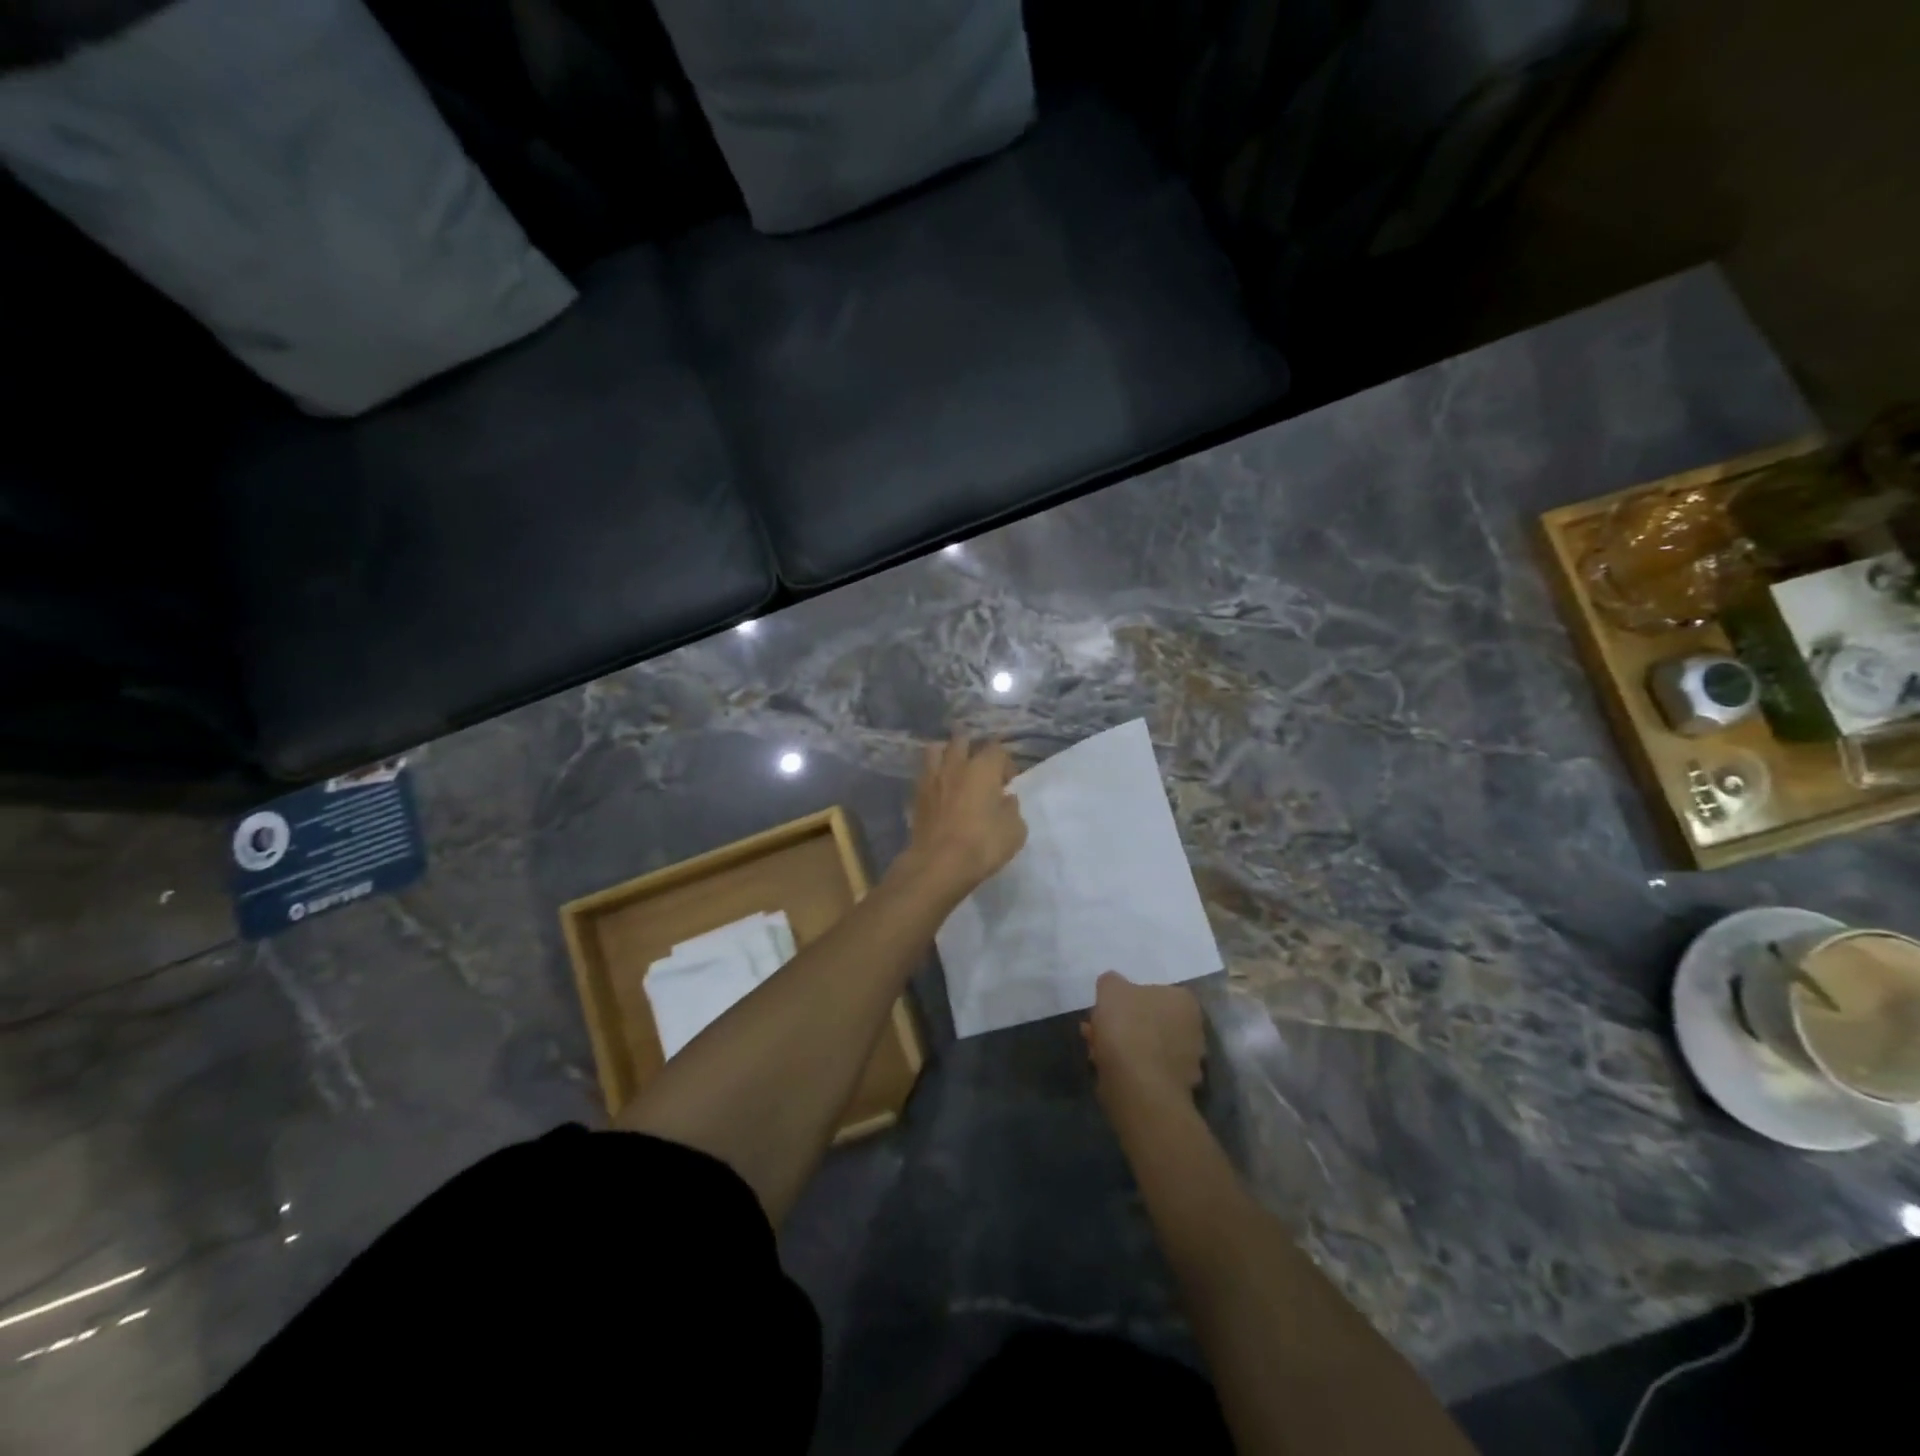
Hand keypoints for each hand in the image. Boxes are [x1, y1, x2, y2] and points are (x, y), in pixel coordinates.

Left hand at [898, 732, 1026, 899]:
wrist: (938, 863)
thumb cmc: (982, 844)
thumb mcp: (1014, 831)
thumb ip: (1012, 809)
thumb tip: (1005, 799)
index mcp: (983, 768)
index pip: (996, 749)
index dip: (1005, 763)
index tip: (1008, 782)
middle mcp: (956, 765)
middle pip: (962, 740)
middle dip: (973, 749)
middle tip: (981, 769)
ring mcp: (932, 778)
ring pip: (936, 750)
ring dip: (946, 754)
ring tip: (954, 770)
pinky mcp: (916, 795)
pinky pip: (924, 773)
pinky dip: (932, 775)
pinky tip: (939, 789)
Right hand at [1082, 972, 1204, 1110]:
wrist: (1139, 1087)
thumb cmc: (1128, 1027)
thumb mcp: (1110, 989)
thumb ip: (1112, 982)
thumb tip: (1114, 986)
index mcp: (1185, 1002)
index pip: (1155, 992)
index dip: (1127, 999)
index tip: (1107, 1007)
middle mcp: (1194, 1031)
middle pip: (1150, 1021)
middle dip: (1122, 1024)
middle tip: (1096, 1028)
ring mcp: (1188, 1063)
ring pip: (1147, 1047)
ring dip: (1122, 1046)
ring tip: (1094, 1049)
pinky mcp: (1176, 1090)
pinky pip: (1147, 1071)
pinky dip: (1128, 1068)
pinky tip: (1105, 1067)